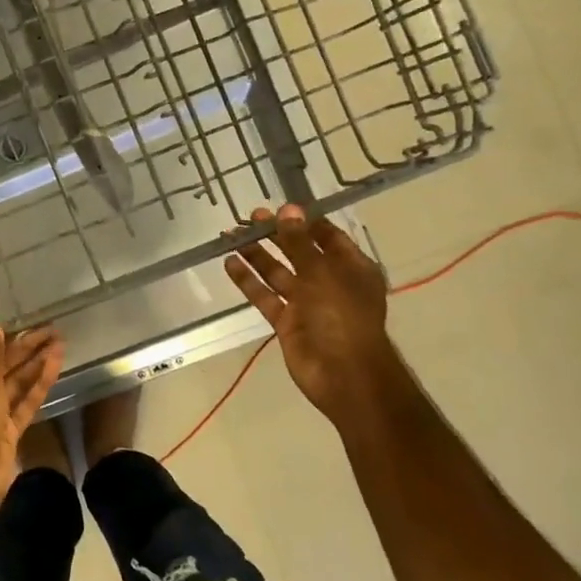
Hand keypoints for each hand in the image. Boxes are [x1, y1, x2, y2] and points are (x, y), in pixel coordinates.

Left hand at [0, 325, 64, 524]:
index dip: (5, 339)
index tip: (29, 326)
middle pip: (1, 366)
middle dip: (26, 348)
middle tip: (53, 330)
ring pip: (16, 383)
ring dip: (36, 364)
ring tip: (60, 343)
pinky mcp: (7, 432)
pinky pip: (24, 402)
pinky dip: (39, 385)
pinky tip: (55, 365)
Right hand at [224, 205, 395, 421]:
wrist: (343, 375)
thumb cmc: (342, 317)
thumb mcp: (322, 274)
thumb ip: (300, 243)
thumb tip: (287, 209)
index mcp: (351, 268)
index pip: (327, 236)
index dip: (304, 221)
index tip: (279, 206)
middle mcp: (329, 282)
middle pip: (298, 252)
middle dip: (276, 234)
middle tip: (250, 217)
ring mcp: (306, 303)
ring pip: (278, 273)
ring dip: (256, 255)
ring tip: (232, 235)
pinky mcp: (286, 321)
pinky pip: (265, 296)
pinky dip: (248, 281)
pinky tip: (229, 263)